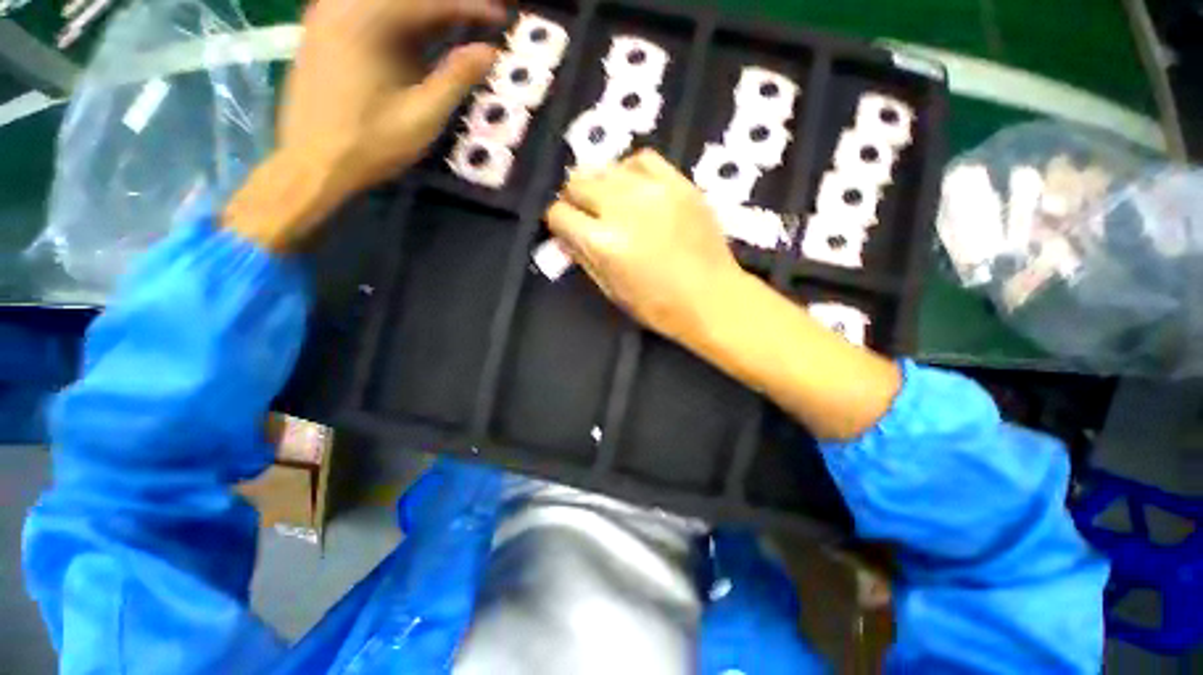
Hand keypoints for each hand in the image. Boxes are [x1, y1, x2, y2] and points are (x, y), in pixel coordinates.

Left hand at [226, 0, 505, 250]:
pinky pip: (366, 10)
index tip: (500, 17)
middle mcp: (342, 5)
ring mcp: (326, 15)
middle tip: (479, 18)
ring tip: (453, 26)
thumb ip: (456, 78)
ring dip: (423, 13)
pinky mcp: (321, 30)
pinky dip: (398, 19)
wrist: (311, 164)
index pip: (430, 2)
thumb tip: (490, 51)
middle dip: (447, 7)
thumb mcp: (421, 116)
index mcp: (366, 21)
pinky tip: (416, 35)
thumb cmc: (370, 145)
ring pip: (386, 3)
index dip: (470, 7)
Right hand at [546, 150, 746, 342]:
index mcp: (602, 242)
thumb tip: (566, 233)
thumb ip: (583, 257)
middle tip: (589, 215)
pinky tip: (635, 187)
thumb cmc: (658, 306)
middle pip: (577, 182)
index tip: (568, 229)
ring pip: (606, 167)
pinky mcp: (678, 183)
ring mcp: (652, 190)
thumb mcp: (610, 290)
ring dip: (601, 185)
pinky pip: (642, 158)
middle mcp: (621, 208)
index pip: (559, 213)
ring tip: (612, 202)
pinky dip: (630, 170)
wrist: (712, 298)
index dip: (559, 223)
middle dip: (576, 200)